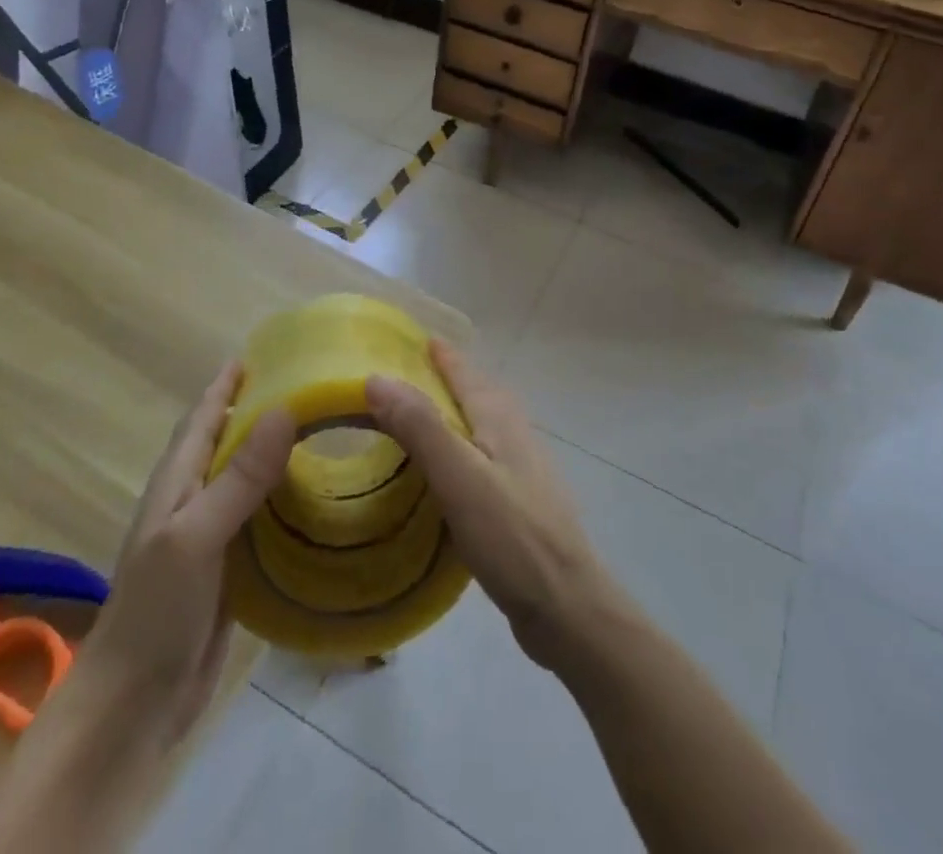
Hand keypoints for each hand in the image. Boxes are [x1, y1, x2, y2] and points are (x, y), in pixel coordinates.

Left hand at [82, 362, 293, 745]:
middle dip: (261, 409)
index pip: (205, 415)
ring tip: (323, 430)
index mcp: (179, 481)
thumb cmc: (156, 610)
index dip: (229, 383)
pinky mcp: (231, 567)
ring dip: (278, 452)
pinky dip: (285, 497)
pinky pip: (262, 517)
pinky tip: (316, 495)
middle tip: (311, 386)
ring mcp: (212, 534)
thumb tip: (285, 408)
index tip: (267, 351)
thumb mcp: (197, 535)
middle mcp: (195, 499)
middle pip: (230, 440)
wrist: (134, 705)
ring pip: (249, 477)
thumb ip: (240, 476)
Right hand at [365, 341, 614, 667]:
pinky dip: (460, 451)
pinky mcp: (519, 503)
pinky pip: (482, 459)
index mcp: (500, 419)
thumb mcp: (458, 475)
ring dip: (454, 415)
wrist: (566, 605)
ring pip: (482, 427)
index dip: (443, 355)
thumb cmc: (510, 533)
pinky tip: (445, 476)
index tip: (418, 338)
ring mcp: (521, 469)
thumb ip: (419, 426)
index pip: (466, 372)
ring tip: (420, 421)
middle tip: (409, 377)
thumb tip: (376, 377)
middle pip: (478, 394)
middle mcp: (514, 434)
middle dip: (449, 379)